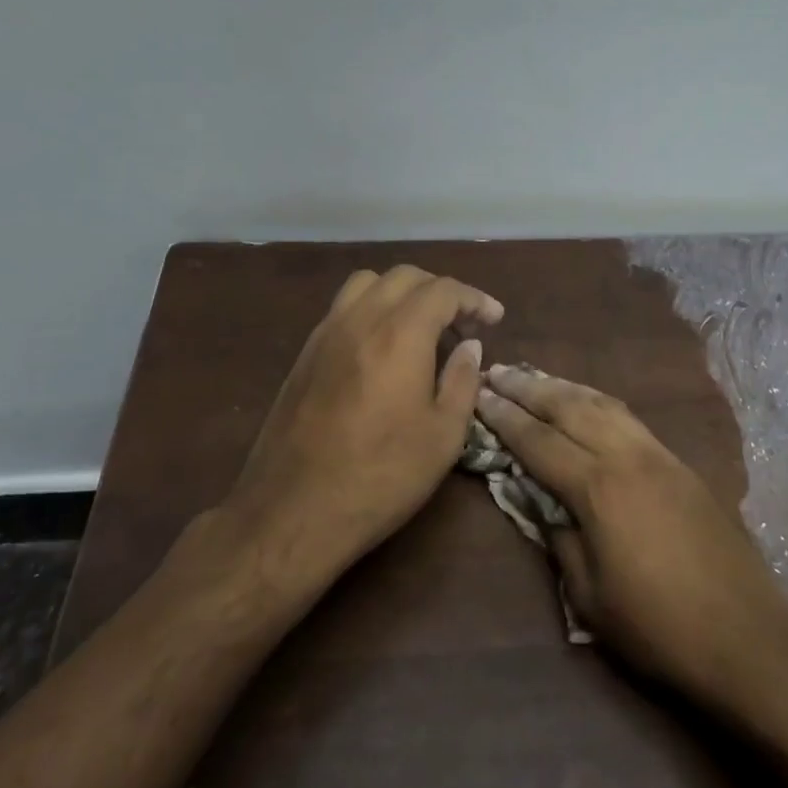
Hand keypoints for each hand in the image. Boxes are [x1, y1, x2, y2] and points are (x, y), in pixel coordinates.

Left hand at [223, 265, 503, 582]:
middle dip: (440, 291)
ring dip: (401, 292)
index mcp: (399, 334)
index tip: (494, 317)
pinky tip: (381, 347)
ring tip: (419, 327)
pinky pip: (343, 307)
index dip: (474, 298)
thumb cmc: (380, 476)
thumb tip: (470, 346)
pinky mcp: (305, 353)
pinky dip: (371, 308)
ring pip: (368, 283)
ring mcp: (326, 332)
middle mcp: (360, 319)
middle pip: (405, 277)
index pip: (443, 290)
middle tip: (461, 325)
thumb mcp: (443, 437)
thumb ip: (462, 381)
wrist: (293, 510)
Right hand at [475, 364, 787, 717]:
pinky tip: (586, 402)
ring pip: (601, 403)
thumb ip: (559, 538)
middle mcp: (626, 456)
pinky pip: (627, 416)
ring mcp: (658, 454)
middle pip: (568, 407)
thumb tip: (539, 502)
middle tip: (497, 372)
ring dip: (563, 386)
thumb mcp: (591, 595)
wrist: (748, 635)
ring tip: (534, 376)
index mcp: (598, 488)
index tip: (478, 395)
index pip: (538, 441)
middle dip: (528, 387)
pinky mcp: (679, 462)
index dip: (504, 418)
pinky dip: (596, 401)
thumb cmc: (659, 627)